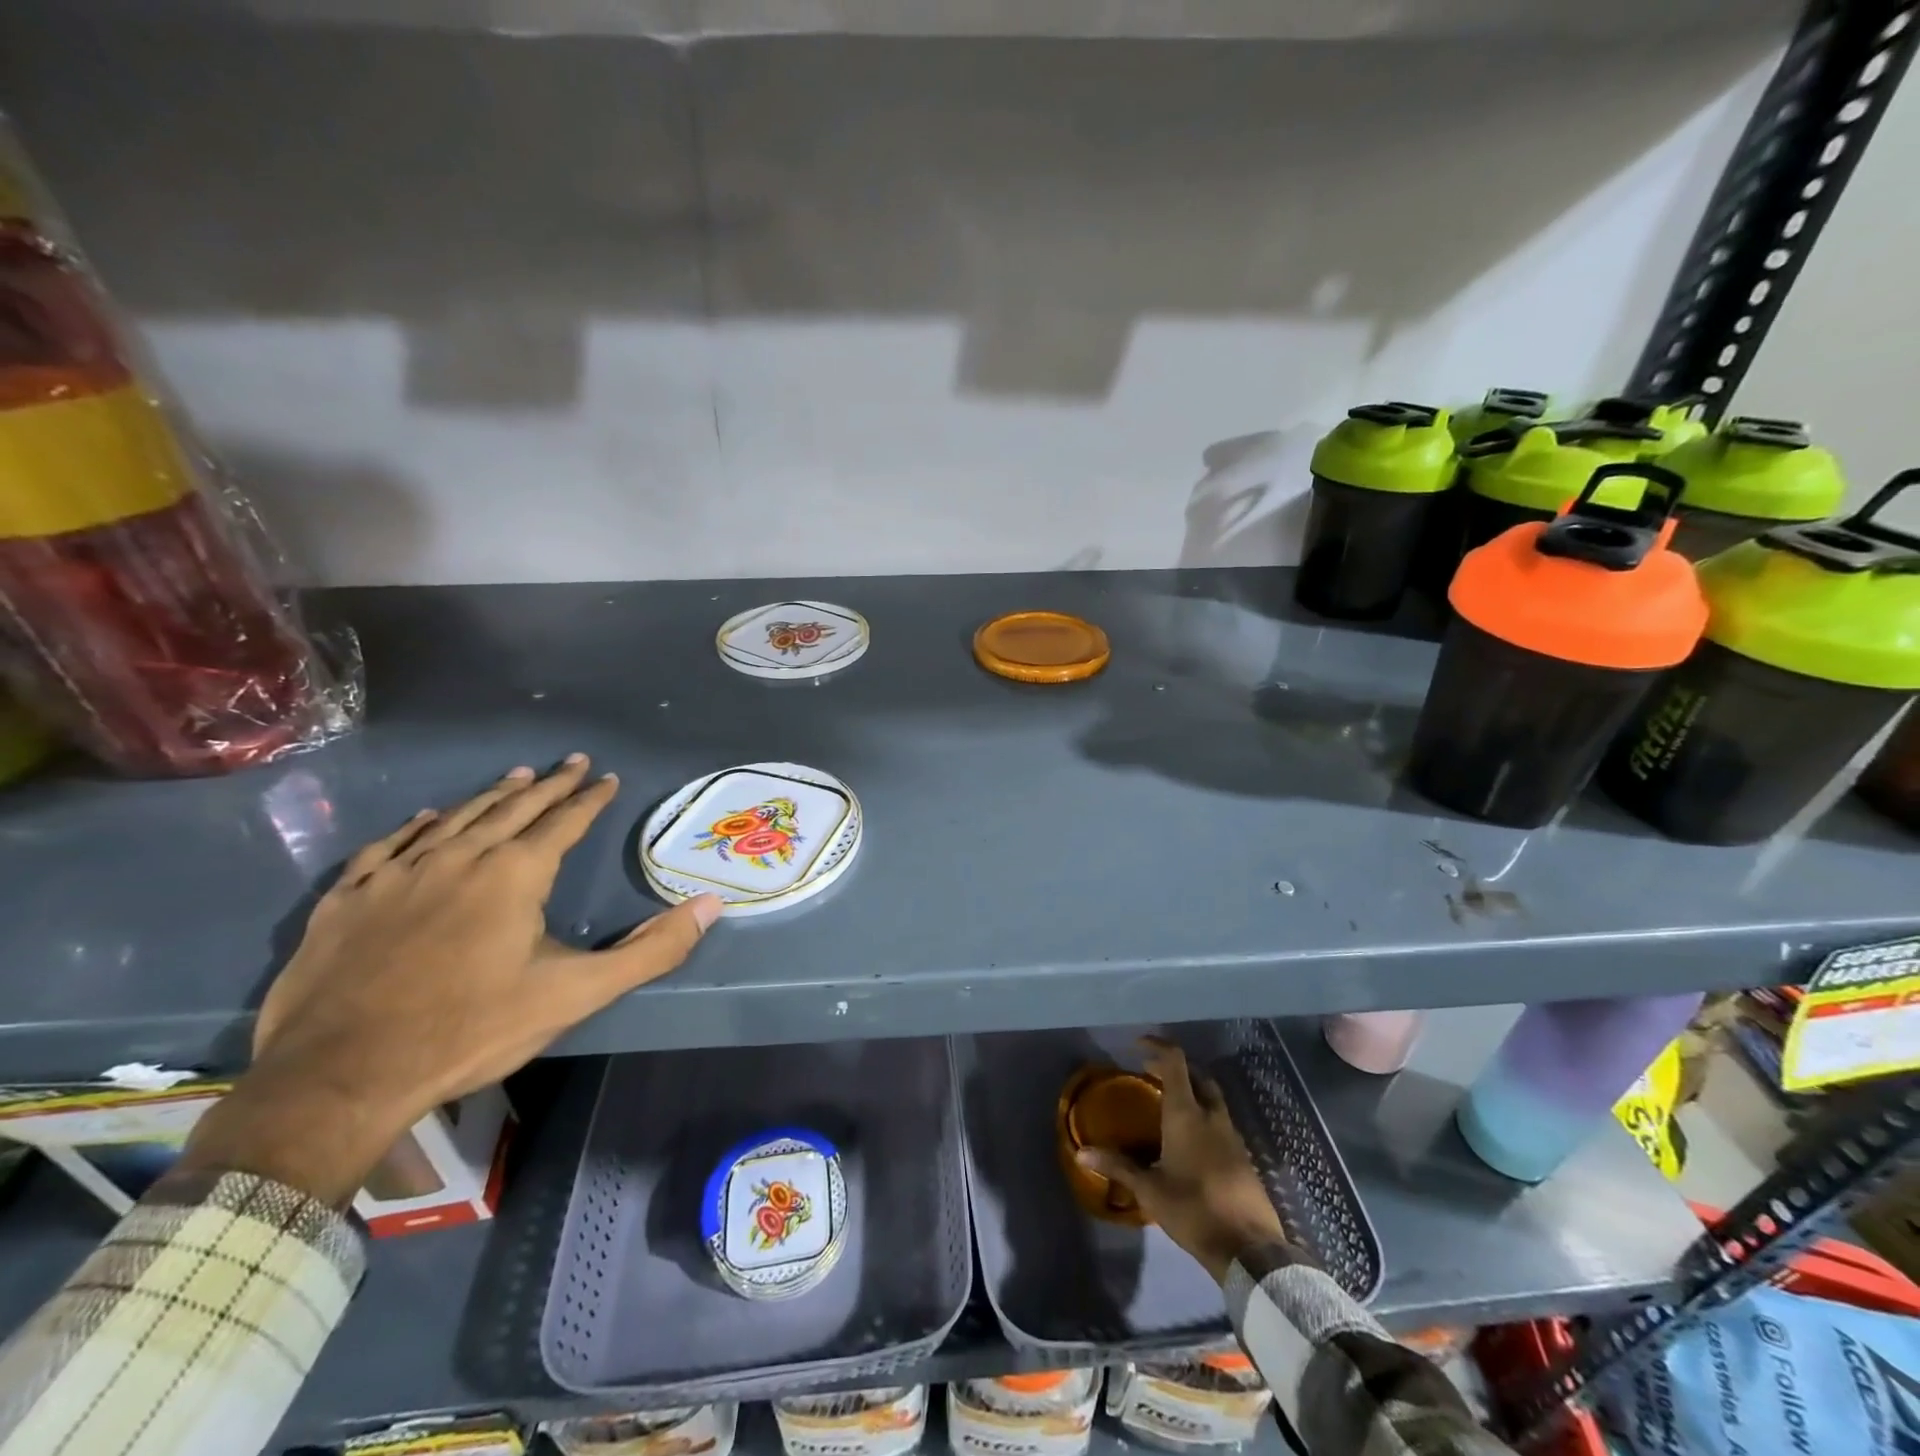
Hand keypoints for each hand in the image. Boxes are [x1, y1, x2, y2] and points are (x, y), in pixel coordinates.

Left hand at [180, 755, 721, 1205]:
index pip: (563, 821)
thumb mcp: (575, 994)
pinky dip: (415, 826)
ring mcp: (397, 875)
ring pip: (454, 819)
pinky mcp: (348, 899)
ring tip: (515, 776)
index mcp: (514, 875)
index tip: (605, 776)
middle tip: (570, 762)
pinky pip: (389, 846)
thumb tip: (711, 906)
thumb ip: (650, 950)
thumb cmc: (470, 1029)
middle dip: (547, 784)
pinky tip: (424, 818)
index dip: (588, 798)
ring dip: (490, 796)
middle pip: (512, 808)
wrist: (338, 1078)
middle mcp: (458, 858)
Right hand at [1076, 1037, 1286, 1282]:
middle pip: (1197, 1076)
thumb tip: (1082, 1152)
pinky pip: (1220, 1122)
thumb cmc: (1194, 1210)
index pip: (1175, 1062)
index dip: (1157, 1046)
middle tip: (1152, 1073)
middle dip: (1175, 1068)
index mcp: (1186, 1114)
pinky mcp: (1243, 1157)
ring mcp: (1232, 1135)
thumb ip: (1118, 1166)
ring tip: (1168, 1104)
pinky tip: (1190, 1140)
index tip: (1138, 1045)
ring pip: (1212, 1098)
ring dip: (1192, 1091)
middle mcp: (1211, 1116)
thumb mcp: (1150, 1190)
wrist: (1249, 1250)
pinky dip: (1203, 1116)